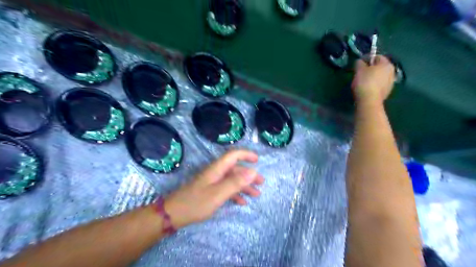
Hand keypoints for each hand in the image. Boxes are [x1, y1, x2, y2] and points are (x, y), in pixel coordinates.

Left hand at [162, 149, 261, 227]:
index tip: (258, 160)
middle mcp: (216, 173)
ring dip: (245, 186)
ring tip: (256, 194)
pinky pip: (226, 189)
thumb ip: (236, 182)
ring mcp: (213, 182)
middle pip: (235, 169)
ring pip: (232, 180)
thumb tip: (253, 171)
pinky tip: (242, 202)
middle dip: (249, 175)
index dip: (246, 155)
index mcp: (217, 169)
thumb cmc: (196, 202)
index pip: (233, 155)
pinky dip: (235, 194)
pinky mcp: (210, 191)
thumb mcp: (218, 193)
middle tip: (261, 183)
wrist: (174, 214)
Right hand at [351, 55, 396, 104]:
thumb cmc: (365, 82)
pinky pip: (380, 85)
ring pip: (380, 77)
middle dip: (371, 69)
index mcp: (387, 64)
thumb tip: (360, 61)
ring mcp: (391, 83)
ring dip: (373, 77)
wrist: (369, 101)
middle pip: (380, 67)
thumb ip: (360, 63)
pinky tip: (367, 89)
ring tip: (363, 82)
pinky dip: (374, 85)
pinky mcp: (387, 92)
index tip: (359, 64)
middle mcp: (392, 72)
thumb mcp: (359, 70)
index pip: (377, 57)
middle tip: (360, 73)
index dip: (367, 59)